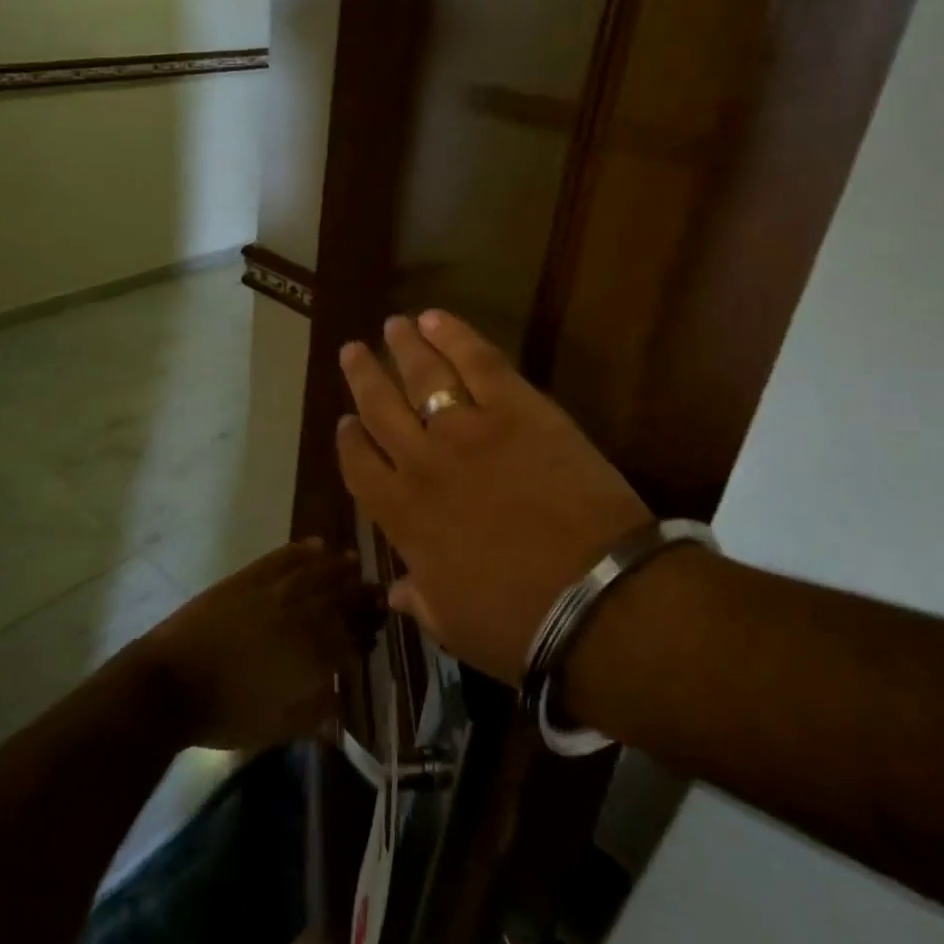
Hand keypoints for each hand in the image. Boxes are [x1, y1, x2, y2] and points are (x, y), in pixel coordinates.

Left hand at [136, 539, 382, 749]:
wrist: (171, 684)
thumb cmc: (224, 714)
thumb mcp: (276, 727)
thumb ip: (314, 712)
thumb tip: (339, 698)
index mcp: (312, 656)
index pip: (352, 639)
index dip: (366, 634)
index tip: (375, 632)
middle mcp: (301, 617)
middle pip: (342, 600)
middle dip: (362, 595)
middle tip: (377, 591)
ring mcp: (274, 592)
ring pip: (318, 573)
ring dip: (339, 567)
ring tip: (354, 562)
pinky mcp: (249, 577)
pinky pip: (283, 558)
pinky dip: (302, 550)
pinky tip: (317, 544)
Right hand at [334, 311, 652, 684]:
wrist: (598, 600)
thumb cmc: (521, 624)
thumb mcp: (454, 625)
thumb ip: (419, 599)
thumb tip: (395, 589)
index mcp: (402, 517)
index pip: (359, 466)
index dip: (348, 440)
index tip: (345, 422)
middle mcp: (423, 463)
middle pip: (381, 408)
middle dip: (363, 378)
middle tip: (352, 351)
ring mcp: (469, 429)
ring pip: (423, 375)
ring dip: (403, 347)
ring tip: (392, 325)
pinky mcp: (518, 408)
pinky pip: (478, 361)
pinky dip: (455, 335)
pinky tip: (437, 318)